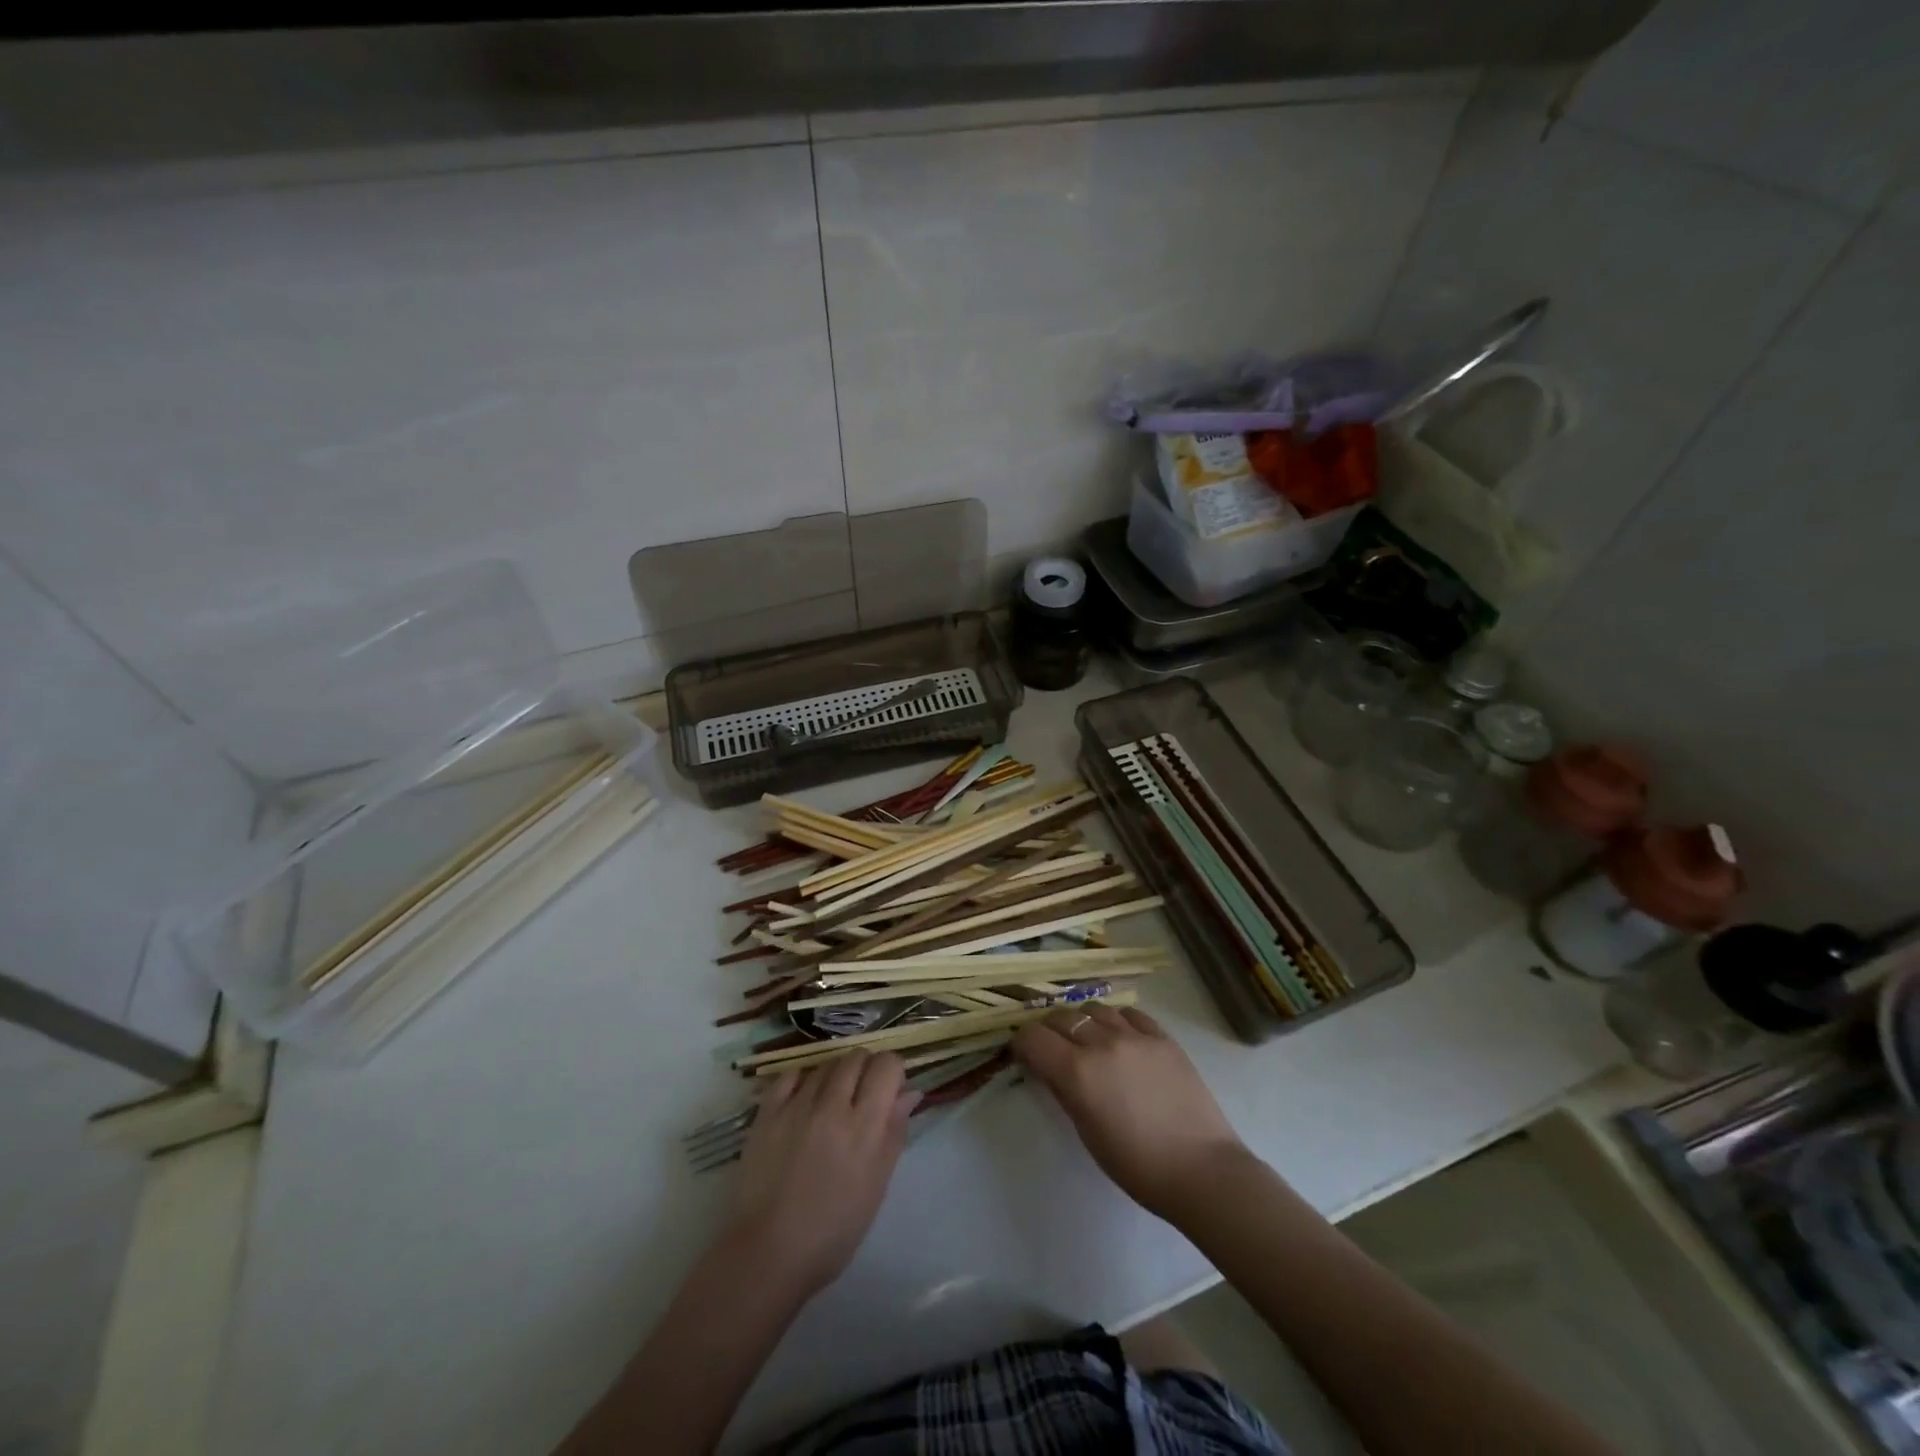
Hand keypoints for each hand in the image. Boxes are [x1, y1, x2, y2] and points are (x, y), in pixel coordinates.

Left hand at [727, 1051, 920, 1296]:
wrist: (768, 1254)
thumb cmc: (833, 1230)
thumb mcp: (877, 1185)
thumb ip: (894, 1132)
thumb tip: (909, 1093)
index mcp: (864, 1125)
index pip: (886, 1065)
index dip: (892, 1071)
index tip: (890, 1090)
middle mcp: (832, 1104)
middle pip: (856, 1057)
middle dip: (865, 1069)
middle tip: (861, 1097)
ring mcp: (796, 1106)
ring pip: (825, 1064)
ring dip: (835, 1076)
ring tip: (831, 1104)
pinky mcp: (767, 1113)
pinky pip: (789, 1075)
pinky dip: (802, 1080)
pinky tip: (804, 1099)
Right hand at [1012, 1003, 1250, 1220]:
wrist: (1201, 1170)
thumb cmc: (1137, 1165)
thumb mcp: (1087, 1132)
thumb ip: (1064, 1091)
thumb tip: (1049, 1068)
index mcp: (1077, 1072)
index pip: (1033, 1038)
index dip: (1022, 1044)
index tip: (1024, 1055)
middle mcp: (1102, 1043)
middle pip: (1061, 1017)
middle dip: (1048, 1030)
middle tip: (1051, 1048)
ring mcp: (1135, 1035)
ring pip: (1094, 1009)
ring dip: (1082, 1021)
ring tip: (1087, 1040)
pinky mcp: (1162, 1036)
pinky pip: (1129, 1013)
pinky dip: (1115, 1020)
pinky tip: (1119, 1036)